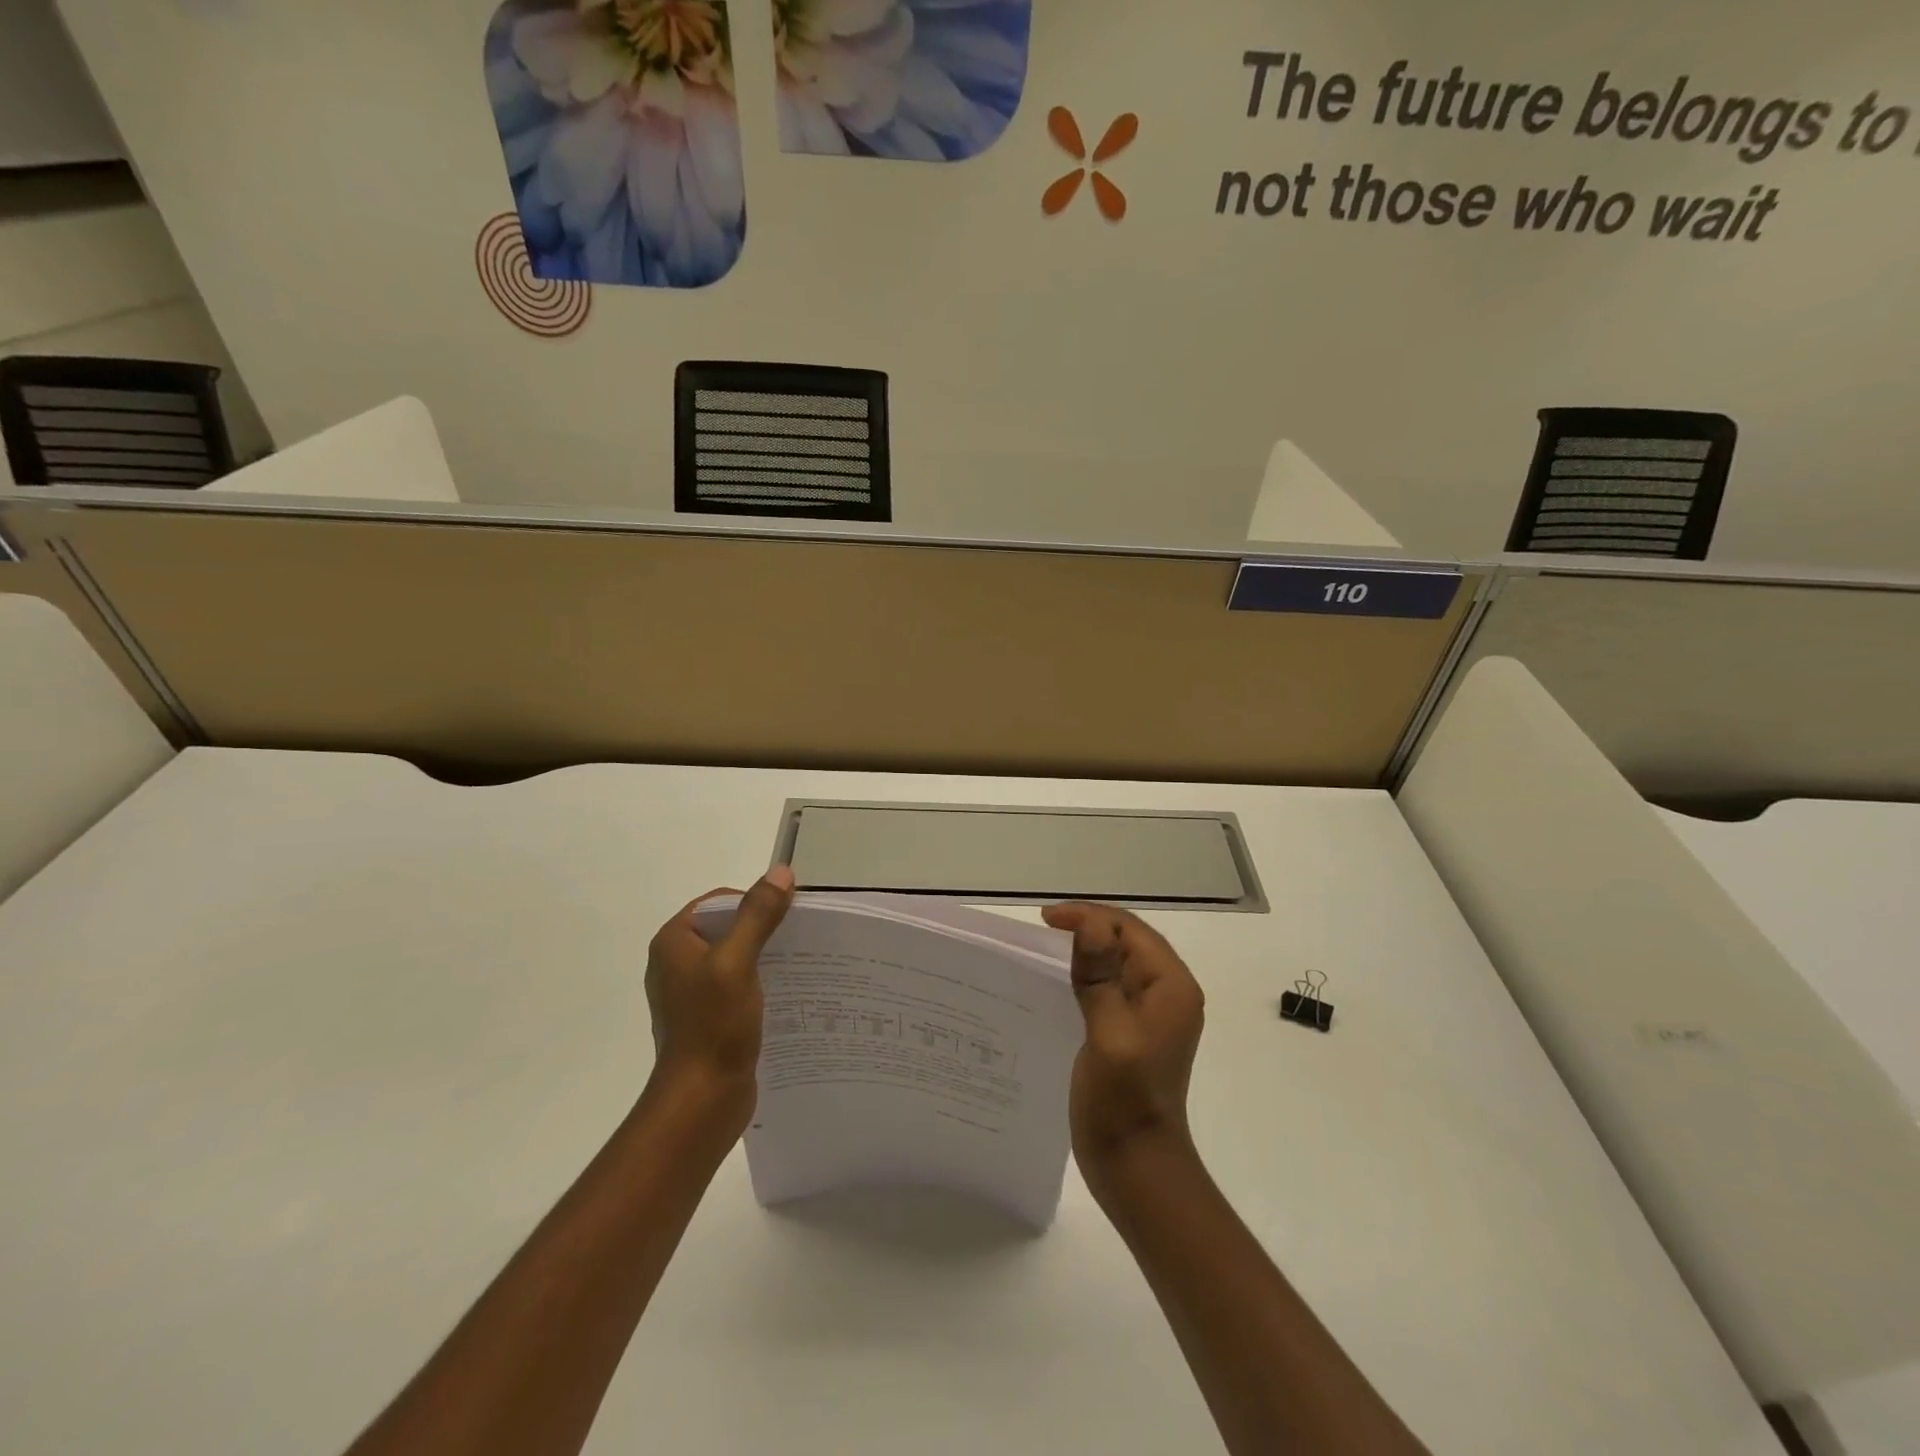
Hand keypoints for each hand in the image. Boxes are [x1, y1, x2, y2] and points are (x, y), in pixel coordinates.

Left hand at [644, 867, 794, 1122]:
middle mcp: (677, 962)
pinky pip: (738, 985)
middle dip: (765, 929)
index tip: (789, 916)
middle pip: (729, 927)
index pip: (720, 901)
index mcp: (674, 942)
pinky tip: (787, 993)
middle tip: (802, 939)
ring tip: (802, 964)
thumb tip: (781, 872)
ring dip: (766, 957)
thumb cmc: (713, 1026)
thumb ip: (757, 915)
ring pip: (736, 957)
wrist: (701, 1102)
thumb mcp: (737, 962)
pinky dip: (761, 983)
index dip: (754, 902)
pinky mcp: (707, 1018)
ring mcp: (691, 993)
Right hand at [1042, 903, 1205, 1190]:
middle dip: (1087, 927)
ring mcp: (1152, 1013)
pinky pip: (1112, 985)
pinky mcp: (1135, 1030)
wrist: (1136, 1166)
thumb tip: (1090, 922)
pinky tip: (1059, 982)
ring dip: (1085, 950)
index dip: (1088, 917)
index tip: (1045, 920)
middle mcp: (1168, 992)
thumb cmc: (1124, 1101)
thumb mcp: (1110, 1033)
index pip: (1129, 930)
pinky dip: (1086, 975)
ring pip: (1118, 962)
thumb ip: (1100, 976)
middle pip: (1127, 940)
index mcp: (1170, 986)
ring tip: (1046, 950)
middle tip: (1042, 930)